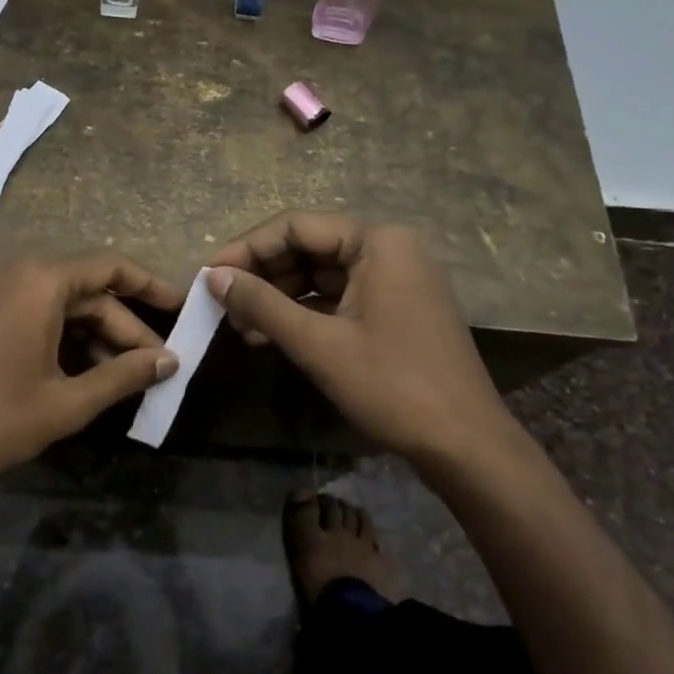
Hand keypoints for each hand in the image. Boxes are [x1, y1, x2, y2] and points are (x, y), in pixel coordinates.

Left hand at [0, 253, 181, 507]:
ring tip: (121, 375)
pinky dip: (61, 333)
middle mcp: (14, 268)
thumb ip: (123, 376)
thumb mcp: (66, 403)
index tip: (179, 307)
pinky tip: (81, 369)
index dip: (150, 286)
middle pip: (86, 287)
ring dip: (93, 333)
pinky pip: (32, 307)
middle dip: (122, 325)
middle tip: (155, 364)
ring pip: (59, 299)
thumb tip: (170, 361)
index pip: (110, 266)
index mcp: (39, 279)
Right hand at [206, 213, 509, 466]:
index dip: (246, 248)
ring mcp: (395, 279)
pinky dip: (304, 313)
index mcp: (378, 241)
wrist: (466, 446)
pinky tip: (270, 335)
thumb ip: (262, 304)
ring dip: (278, 297)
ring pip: (320, 274)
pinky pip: (339, 297)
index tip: (208, 274)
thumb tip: (212, 277)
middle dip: (262, 275)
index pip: (296, 226)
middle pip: (308, 247)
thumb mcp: (318, 343)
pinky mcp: (395, 308)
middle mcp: (389, 248)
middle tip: (220, 304)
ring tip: (238, 326)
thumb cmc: (392, 386)